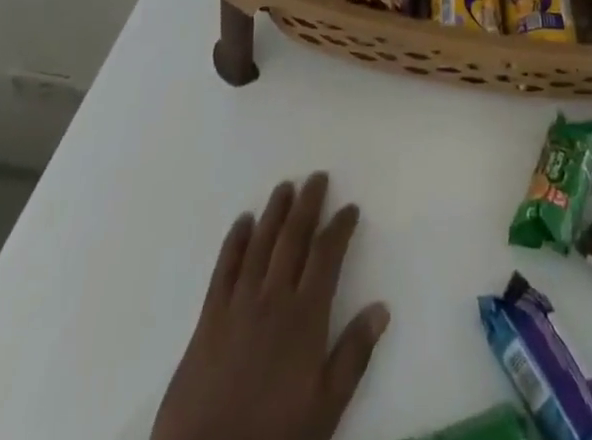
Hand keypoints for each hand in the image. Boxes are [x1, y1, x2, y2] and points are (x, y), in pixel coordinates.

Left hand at [150, 174, 388, 439]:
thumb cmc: (275, 435)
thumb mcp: (326, 406)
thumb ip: (354, 355)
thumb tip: (382, 307)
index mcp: (305, 316)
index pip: (327, 256)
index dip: (340, 227)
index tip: (350, 208)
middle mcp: (273, 298)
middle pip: (293, 238)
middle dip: (307, 205)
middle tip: (317, 177)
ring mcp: (238, 304)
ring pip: (260, 244)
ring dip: (274, 212)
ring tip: (285, 187)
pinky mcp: (209, 317)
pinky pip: (224, 268)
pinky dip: (234, 241)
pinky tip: (242, 222)